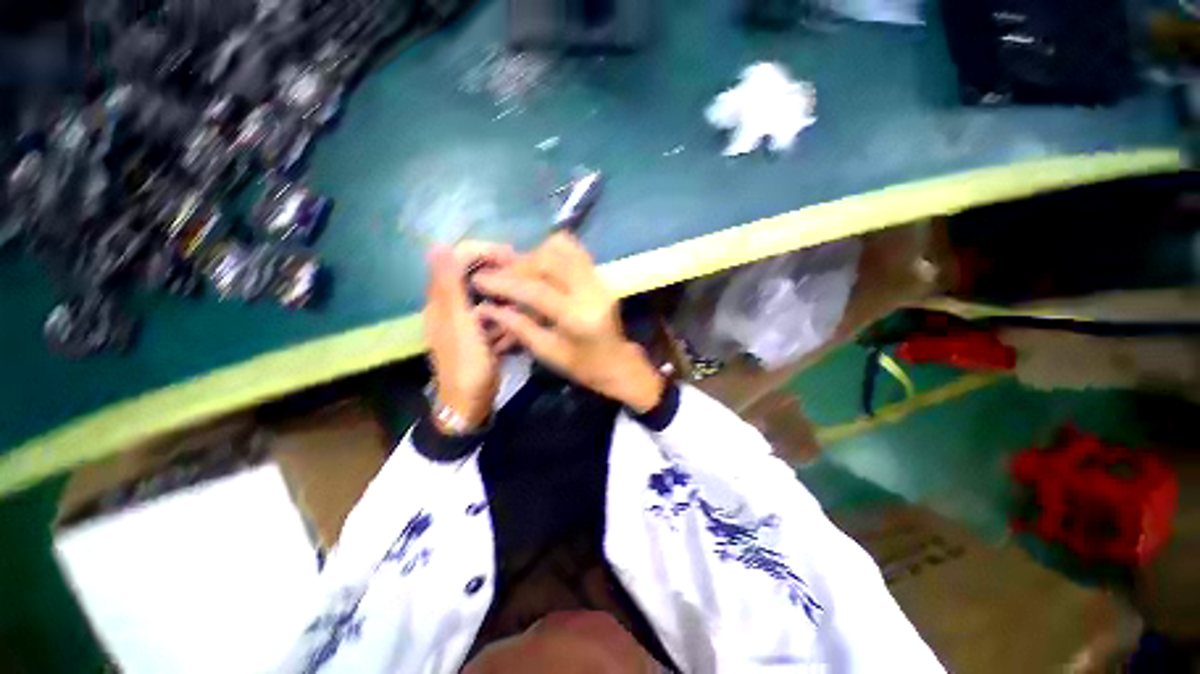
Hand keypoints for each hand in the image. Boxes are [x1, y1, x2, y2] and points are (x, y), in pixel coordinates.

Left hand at [424, 241, 514, 430]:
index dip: (484, 251)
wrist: (469, 403)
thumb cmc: (466, 365)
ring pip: (489, 294)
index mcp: (442, 298)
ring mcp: (466, 318)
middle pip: (475, 272)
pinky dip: (506, 318)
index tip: (513, 258)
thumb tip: (437, 245)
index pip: (458, 256)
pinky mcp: (479, 331)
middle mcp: (451, 303)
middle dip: (500, 275)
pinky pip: (494, 314)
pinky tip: (513, 330)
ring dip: (506, 299)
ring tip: (523, 310)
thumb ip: (450, 287)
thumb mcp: (460, 325)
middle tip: (525, 282)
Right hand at [473, 233, 664, 411]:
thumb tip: (488, 308)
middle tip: (501, 276)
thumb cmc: (584, 366)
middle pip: (549, 260)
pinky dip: (552, 252)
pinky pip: (574, 250)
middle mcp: (591, 291)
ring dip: (535, 255)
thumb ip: (518, 327)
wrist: (619, 362)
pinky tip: (541, 267)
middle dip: (519, 265)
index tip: (480, 279)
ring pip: (563, 248)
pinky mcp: (601, 276)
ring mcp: (599, 280)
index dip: (505, 283)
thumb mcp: (548, 353)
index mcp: (578, 317)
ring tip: (521, 272)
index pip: (536, 291)